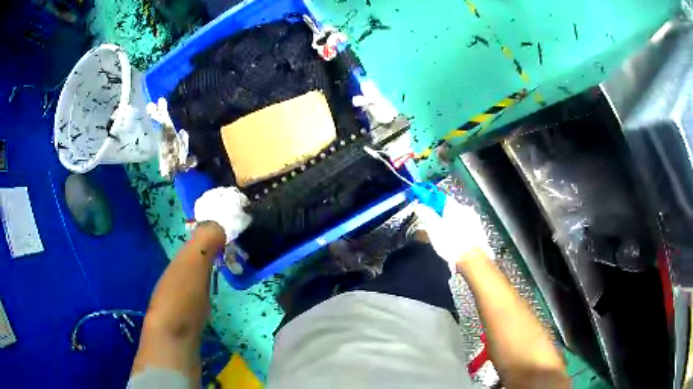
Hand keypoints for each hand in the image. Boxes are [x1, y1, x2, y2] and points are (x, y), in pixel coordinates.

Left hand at [194, 187, 251, 243]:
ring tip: (219, 213)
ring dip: (218, 202)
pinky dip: (208, 207)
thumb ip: (247, 214)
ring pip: (216, 196)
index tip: (243, 210)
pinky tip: (210, 214)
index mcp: (235, 193)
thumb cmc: (231, 225)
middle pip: (227, 194)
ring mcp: (209, 194)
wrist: (211, 231)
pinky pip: (206, 203)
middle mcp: (222, 190)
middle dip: (229, 200)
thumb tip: (247, 212)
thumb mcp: (244, 222)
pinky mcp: (199, 202)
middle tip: (230, 211)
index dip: (242, 203)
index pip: (241, 196)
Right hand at [414, 197, 492, 271]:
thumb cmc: (452, 243)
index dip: (430, 202)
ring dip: (448, 223)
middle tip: (430, 225)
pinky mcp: (478, 232)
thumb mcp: (434, 229)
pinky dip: (457, 231)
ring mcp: (474, 221)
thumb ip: (426, 215)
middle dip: (439, 215)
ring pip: (457, 218)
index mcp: (455, 206)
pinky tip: (453, 241)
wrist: (473, 259)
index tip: (423, 208)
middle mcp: (466, 210)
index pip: (440, 197)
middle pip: (449, 208)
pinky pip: (463, 227)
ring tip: (441, 236)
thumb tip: (419, 205)